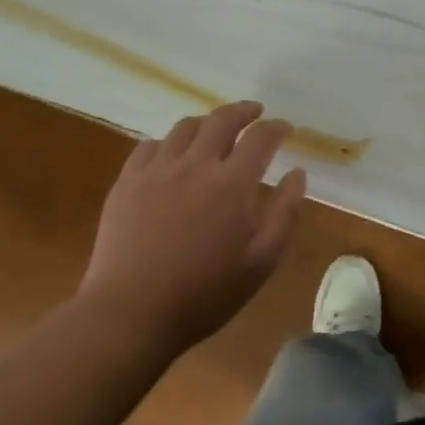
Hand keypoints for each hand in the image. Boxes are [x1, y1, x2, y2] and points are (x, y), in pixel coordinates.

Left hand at [80, 101, 307, 353]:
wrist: (132, 312)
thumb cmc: (206, 292)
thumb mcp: (262, 261)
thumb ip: (285, 212)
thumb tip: (297, 173)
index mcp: (233, 184)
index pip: (261, 138)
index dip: (276, 128)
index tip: (285, 128)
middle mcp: (195, 165)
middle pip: (221, 120)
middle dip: (243, 111)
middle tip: (255, 112)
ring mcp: (156, 171)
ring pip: (184, 128)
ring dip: (207, 122)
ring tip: (215, 130)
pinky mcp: (126, 183)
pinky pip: (149, 146)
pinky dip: (169, 142)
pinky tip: (173, 154)